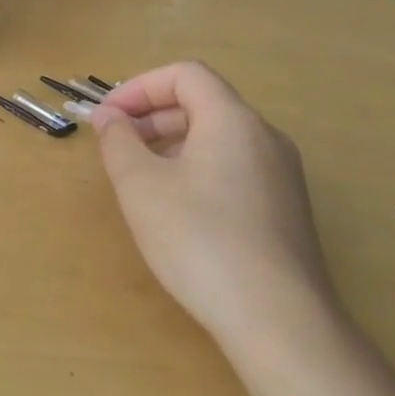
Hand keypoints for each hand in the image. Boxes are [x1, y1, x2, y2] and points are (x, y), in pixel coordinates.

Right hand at [89, 61, 336, 353]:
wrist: (278, 320)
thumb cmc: (200, 239)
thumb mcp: (141, 186)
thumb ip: (118, 141)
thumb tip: (110, 117)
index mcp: (233, 120)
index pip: (185, 75)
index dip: (140, 87)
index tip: (108, 118)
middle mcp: (265, 138)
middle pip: (203, 103)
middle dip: (152, 115)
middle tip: (117, 146)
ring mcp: (282, 176)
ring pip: (219, 137)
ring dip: (172, 143)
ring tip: (140, 178)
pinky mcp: (285, 210)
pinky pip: (234, 167)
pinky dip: (197, 168)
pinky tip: (177, 210)